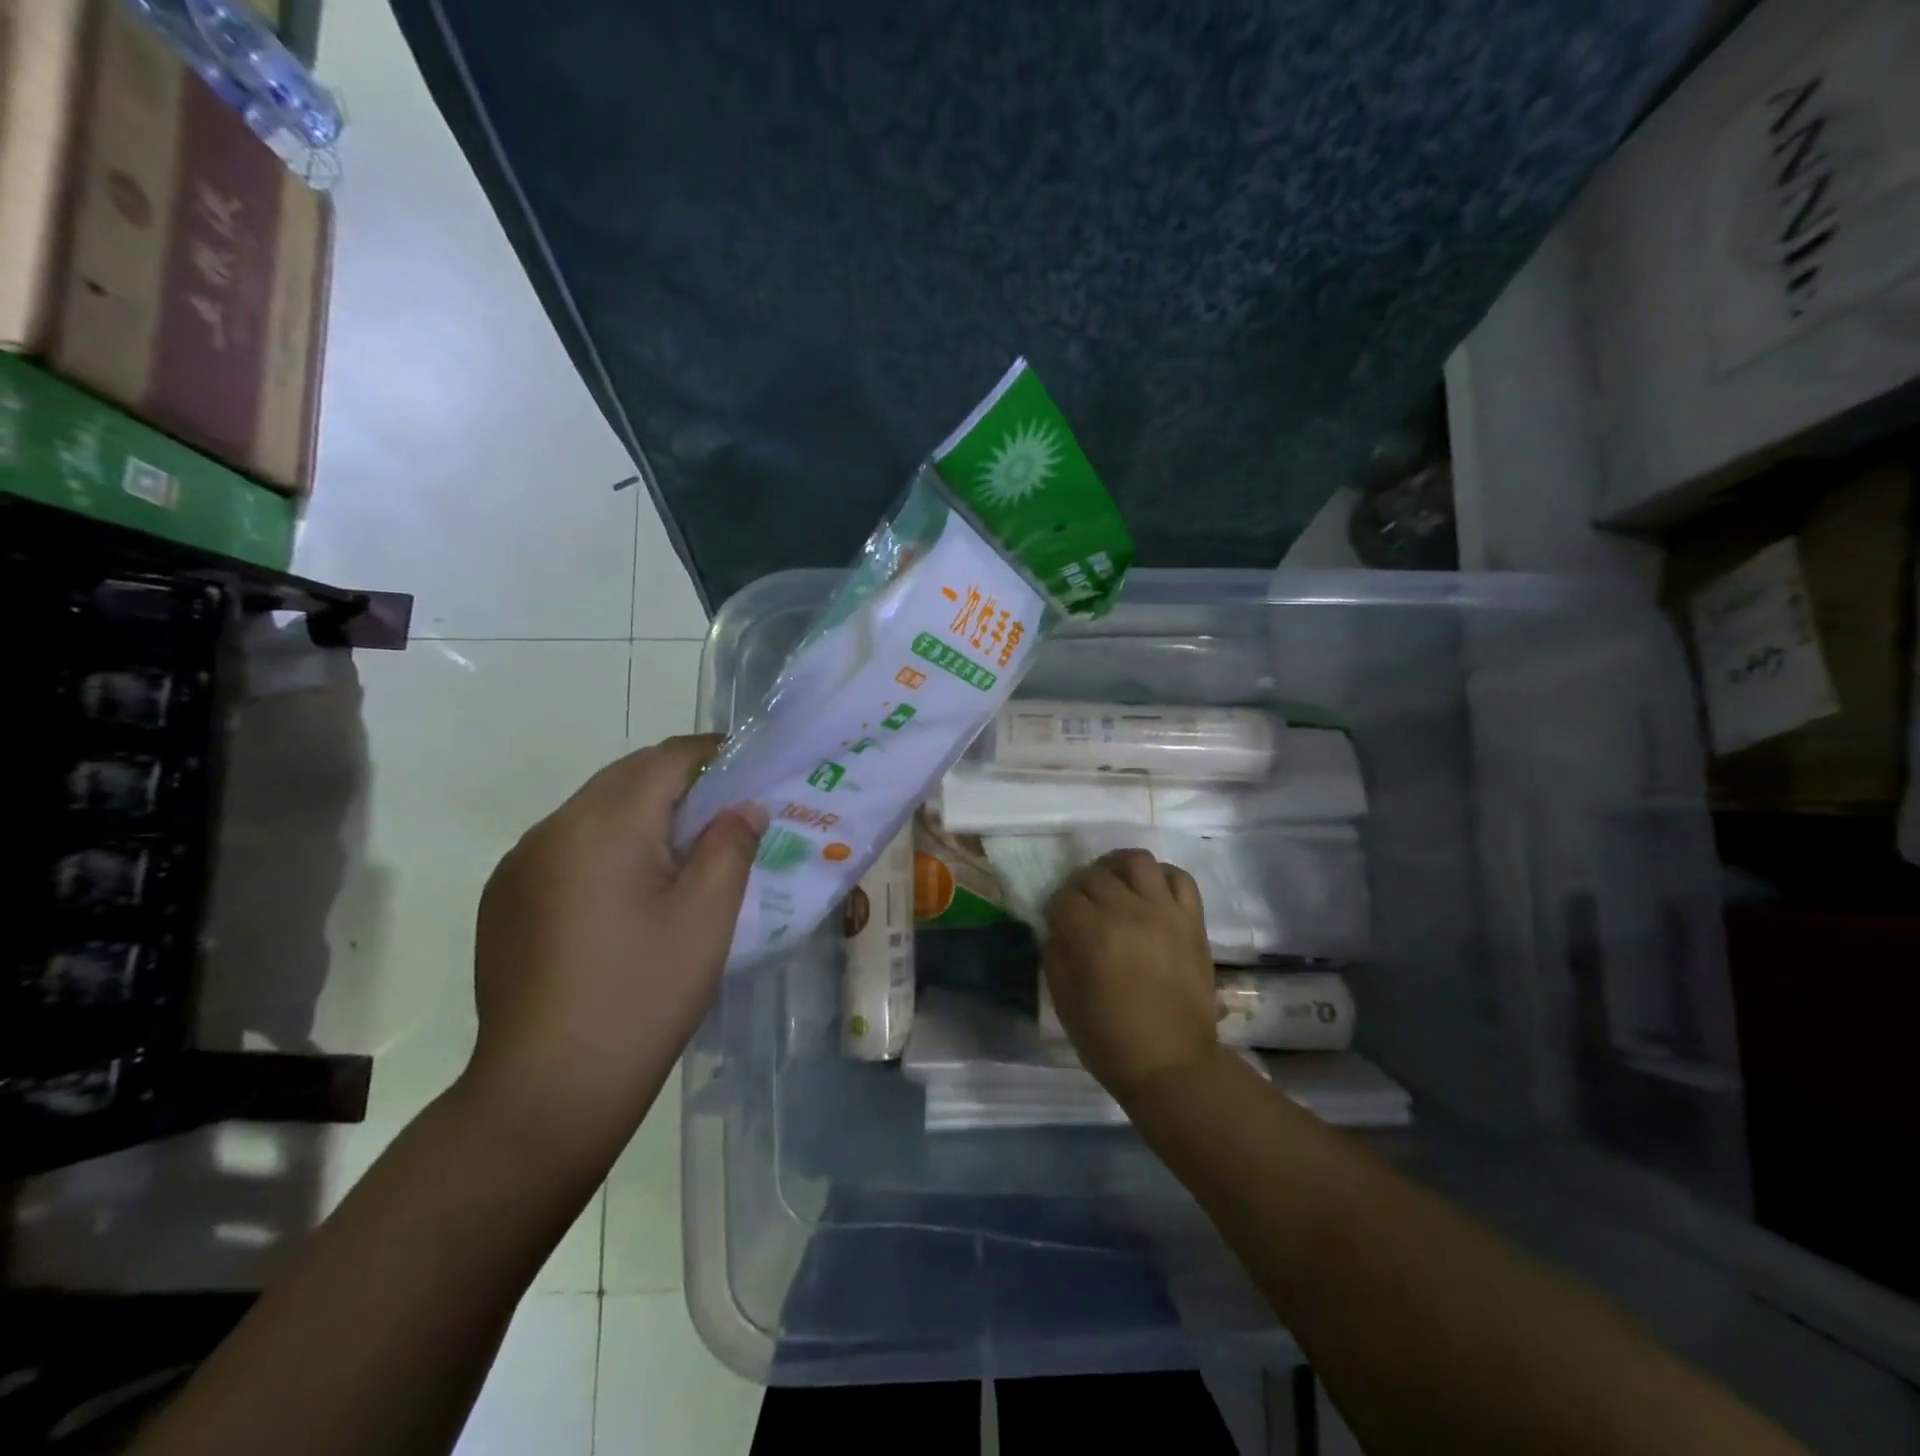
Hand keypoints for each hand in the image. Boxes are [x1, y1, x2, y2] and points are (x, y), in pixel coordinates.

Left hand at [462, 735, 765, 1162]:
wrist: (546, 1093)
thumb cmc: (642, 996)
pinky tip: (629, 896)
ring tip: (683, 858)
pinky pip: (568, 847)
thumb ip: (732, 845)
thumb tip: (744, 806)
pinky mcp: (505, 899)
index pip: (667, 758)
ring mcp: (520, 865)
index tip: (752, 775)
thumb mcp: (707, 918)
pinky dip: (608, 846)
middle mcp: (552, 829)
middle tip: (726, 818)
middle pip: (627, 777)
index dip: (715, 755)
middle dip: (681, 783)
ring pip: (595, 810)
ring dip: (643, 815)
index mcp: (603, 826)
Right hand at [1041, 848, 1221, 1102]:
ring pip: (1137, 860)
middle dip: (1080, 888)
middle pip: (1095, 875)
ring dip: (1118, 868)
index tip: (1057, 923)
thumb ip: (1055, 955)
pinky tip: (1149, 893)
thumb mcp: (1064, 1001)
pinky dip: (1161, 877)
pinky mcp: (1192, 921)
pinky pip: (1179, 878)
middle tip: (1082, 908)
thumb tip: (1057, 928)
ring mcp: (1165, 913)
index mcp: (1094, 935)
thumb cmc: (1110, 1041)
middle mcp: (1130, 913)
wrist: (1173, 1065)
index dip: (1055, 909)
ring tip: (1114, 885)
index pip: (1063, 897)